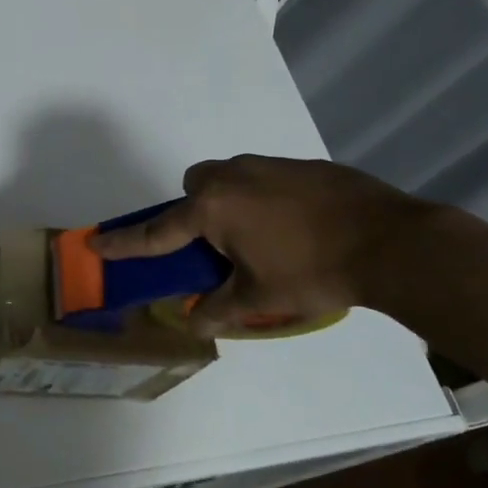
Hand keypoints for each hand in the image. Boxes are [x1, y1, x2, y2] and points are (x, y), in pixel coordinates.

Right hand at [91, 155, 430, 334]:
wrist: (391, 241)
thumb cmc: (314, 271)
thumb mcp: (261, 298)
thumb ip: (220, 310)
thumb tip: (194, 323)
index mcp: (213, 209)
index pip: (157, 232)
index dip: (126, 242)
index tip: (97, 242)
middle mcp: (232, 178)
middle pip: (193, 186)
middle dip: (194, 211)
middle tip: (216, 245)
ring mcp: (268, 165)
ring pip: (229, 176)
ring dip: (229, 202)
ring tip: (260, 237)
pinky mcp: (301, 165)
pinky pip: (263, 177)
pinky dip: (263, 198)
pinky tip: (294, 225)